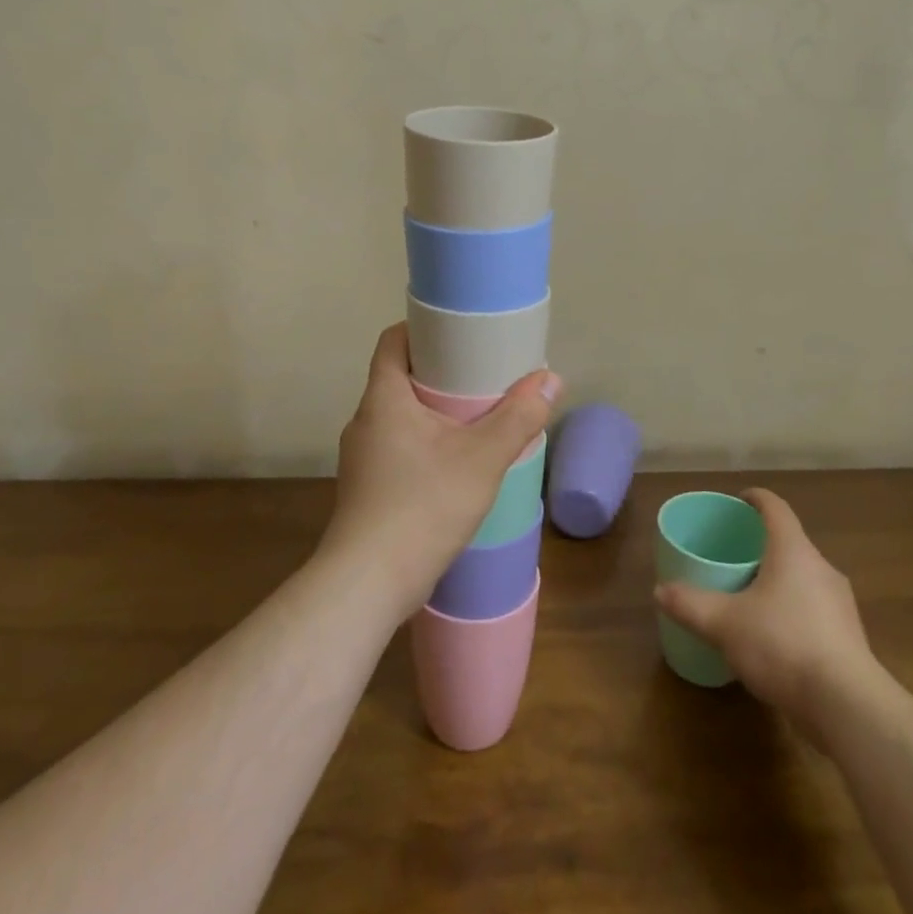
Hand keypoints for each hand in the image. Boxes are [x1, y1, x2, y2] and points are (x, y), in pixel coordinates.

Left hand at [320, 323, 559, 620]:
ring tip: (474, 419)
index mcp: (383, 398)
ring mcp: (360, 458)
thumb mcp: (482, 458)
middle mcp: (365, 421)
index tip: (458, 333)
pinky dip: (424, 444)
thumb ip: (519, 416)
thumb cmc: (422, 506)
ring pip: (399, 416)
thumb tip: (551, 378)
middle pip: (399, 377)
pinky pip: (397, 448)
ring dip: (433, 412)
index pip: (393, 340)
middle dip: (439, 372)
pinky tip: (453, 465)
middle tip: (481, 374)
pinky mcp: (366, 489)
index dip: (422, 328)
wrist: (367, 585)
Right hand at [654, 488, 877, 728]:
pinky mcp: (849, 637)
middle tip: (734, 555)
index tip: (739, 501)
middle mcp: (821, 568)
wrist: (848, 707)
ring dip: (779, 580)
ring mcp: (840, 604)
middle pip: (790, 543)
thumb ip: (690, 604)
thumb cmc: (783, 645)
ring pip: (804, 577)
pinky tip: (775, 637)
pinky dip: (793, 611)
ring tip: (751, 596)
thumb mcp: (725, 624)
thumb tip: (659, 590)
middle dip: (762, 545)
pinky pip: (815, 609)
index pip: (775, 508)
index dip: (756, 499)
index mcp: (793, 550)